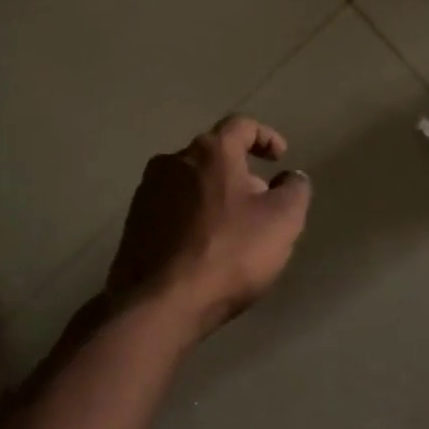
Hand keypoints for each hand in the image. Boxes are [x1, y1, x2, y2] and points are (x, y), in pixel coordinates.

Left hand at [106, 115, 311, 338]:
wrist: (160, 302)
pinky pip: (171, 209)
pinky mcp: (133, 223)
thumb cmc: (229, 253)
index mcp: (210, 151)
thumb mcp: (283, 221)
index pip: (241, 126)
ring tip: (233, 230)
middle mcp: (172, 161)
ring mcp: (146, 192)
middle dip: (241, 174)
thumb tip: (291, 177)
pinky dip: (192, 218)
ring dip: (214, 197)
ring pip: (190, 183)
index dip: (265, 137)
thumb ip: (295, 190)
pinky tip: (204, 248)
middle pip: (214, 156)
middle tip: (261, 204)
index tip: (279, 158)